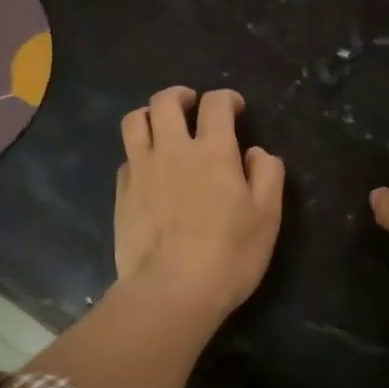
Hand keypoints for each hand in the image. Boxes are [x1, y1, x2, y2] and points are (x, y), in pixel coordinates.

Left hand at [116, 86, 284, 321]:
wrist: (171, 292)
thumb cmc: (229, 256)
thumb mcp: (267, 217)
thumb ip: (267, 176)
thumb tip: (256, 152)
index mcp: (213, 151)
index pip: (216, 104)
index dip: (227, 99)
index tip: (235, 109)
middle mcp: (172, 150)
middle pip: (165, 101)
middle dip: (181, 95)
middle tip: (192, 106)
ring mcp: (141, 170)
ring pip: (135, 121)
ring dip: (150, 115)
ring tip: (162, 128)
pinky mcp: (121, 194)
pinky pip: (126, 158)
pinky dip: (139, 153)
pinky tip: (149, 171)